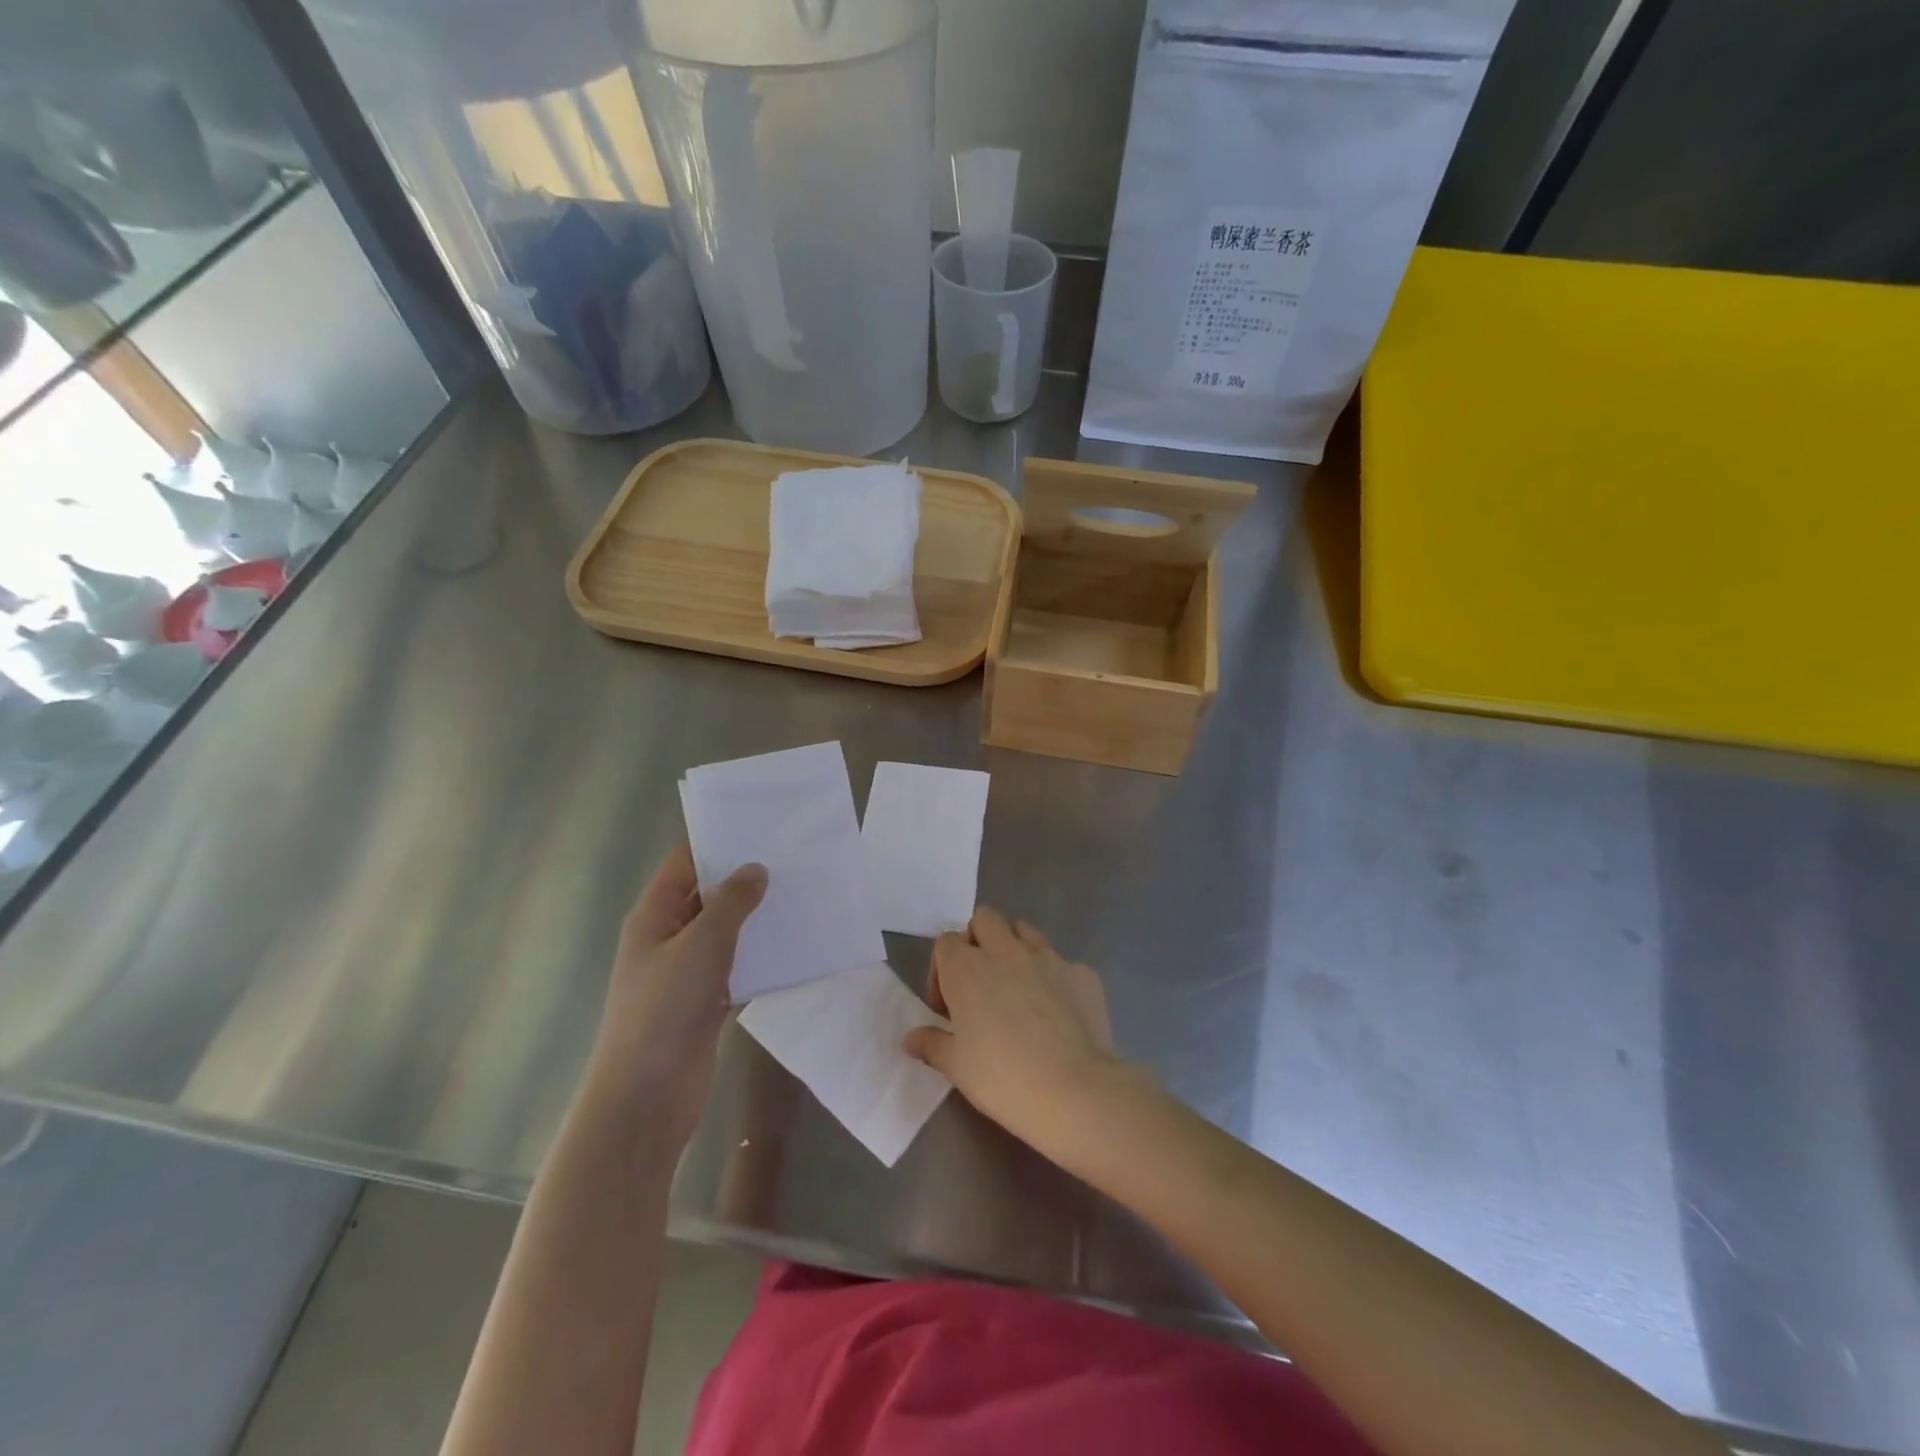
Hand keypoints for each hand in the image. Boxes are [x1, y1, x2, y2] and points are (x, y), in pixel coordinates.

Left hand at [585, 844, 766, 1148]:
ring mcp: (686, 971)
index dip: (718, 841)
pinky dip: (759, 955)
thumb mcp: (702, 945)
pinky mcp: (705, 1001)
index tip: (761, 825)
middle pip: (708, 894)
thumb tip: (756, 869)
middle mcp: (668, 936)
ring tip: (802, 893)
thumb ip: (732, 902)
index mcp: (655, 915)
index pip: (685, 862)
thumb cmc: (664, 1009)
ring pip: (725, 931)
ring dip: (756, 917)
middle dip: (745, 878)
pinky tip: (794, 945)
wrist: (646, 1097)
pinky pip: (736, 966)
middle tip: (794, 857)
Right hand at [903, 907, 1129, 1159]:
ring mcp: (1048, 957)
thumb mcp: (955, 1067)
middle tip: (981, 983)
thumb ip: (930, 1044)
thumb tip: (910, 1038)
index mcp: (967, 968)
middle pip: (985, 918)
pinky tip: (1058, 1013)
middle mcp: (1005, 951)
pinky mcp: (1082, 972)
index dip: (942, 969)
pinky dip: (1054, 979)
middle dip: (978, 940)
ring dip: (1015, 949)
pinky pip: (1062, 964)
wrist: (1074, 1091)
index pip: (945, 941)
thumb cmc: (1002, 1078)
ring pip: (1025, 930)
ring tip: (1019, 989)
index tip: (948, 1007)